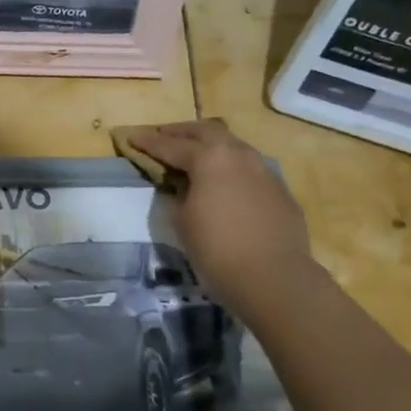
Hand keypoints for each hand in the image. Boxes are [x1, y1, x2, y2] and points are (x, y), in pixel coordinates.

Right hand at [125, 119, 318, 314]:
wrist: (274, 278)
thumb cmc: (216, 249)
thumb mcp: (181, 220)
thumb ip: (177, 194)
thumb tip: (183, 185)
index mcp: (210, 158)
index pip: (171, 145)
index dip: (148, 142)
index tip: (131, 137)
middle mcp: (239, 155)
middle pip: (207, 131)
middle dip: (182, 132)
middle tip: (163, 136)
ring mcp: (264, 171)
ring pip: (233, 145)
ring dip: (210, 145)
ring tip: (195, 155)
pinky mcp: (280, 191)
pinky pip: (250, 169)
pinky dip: (231, 168)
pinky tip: (224, 184)